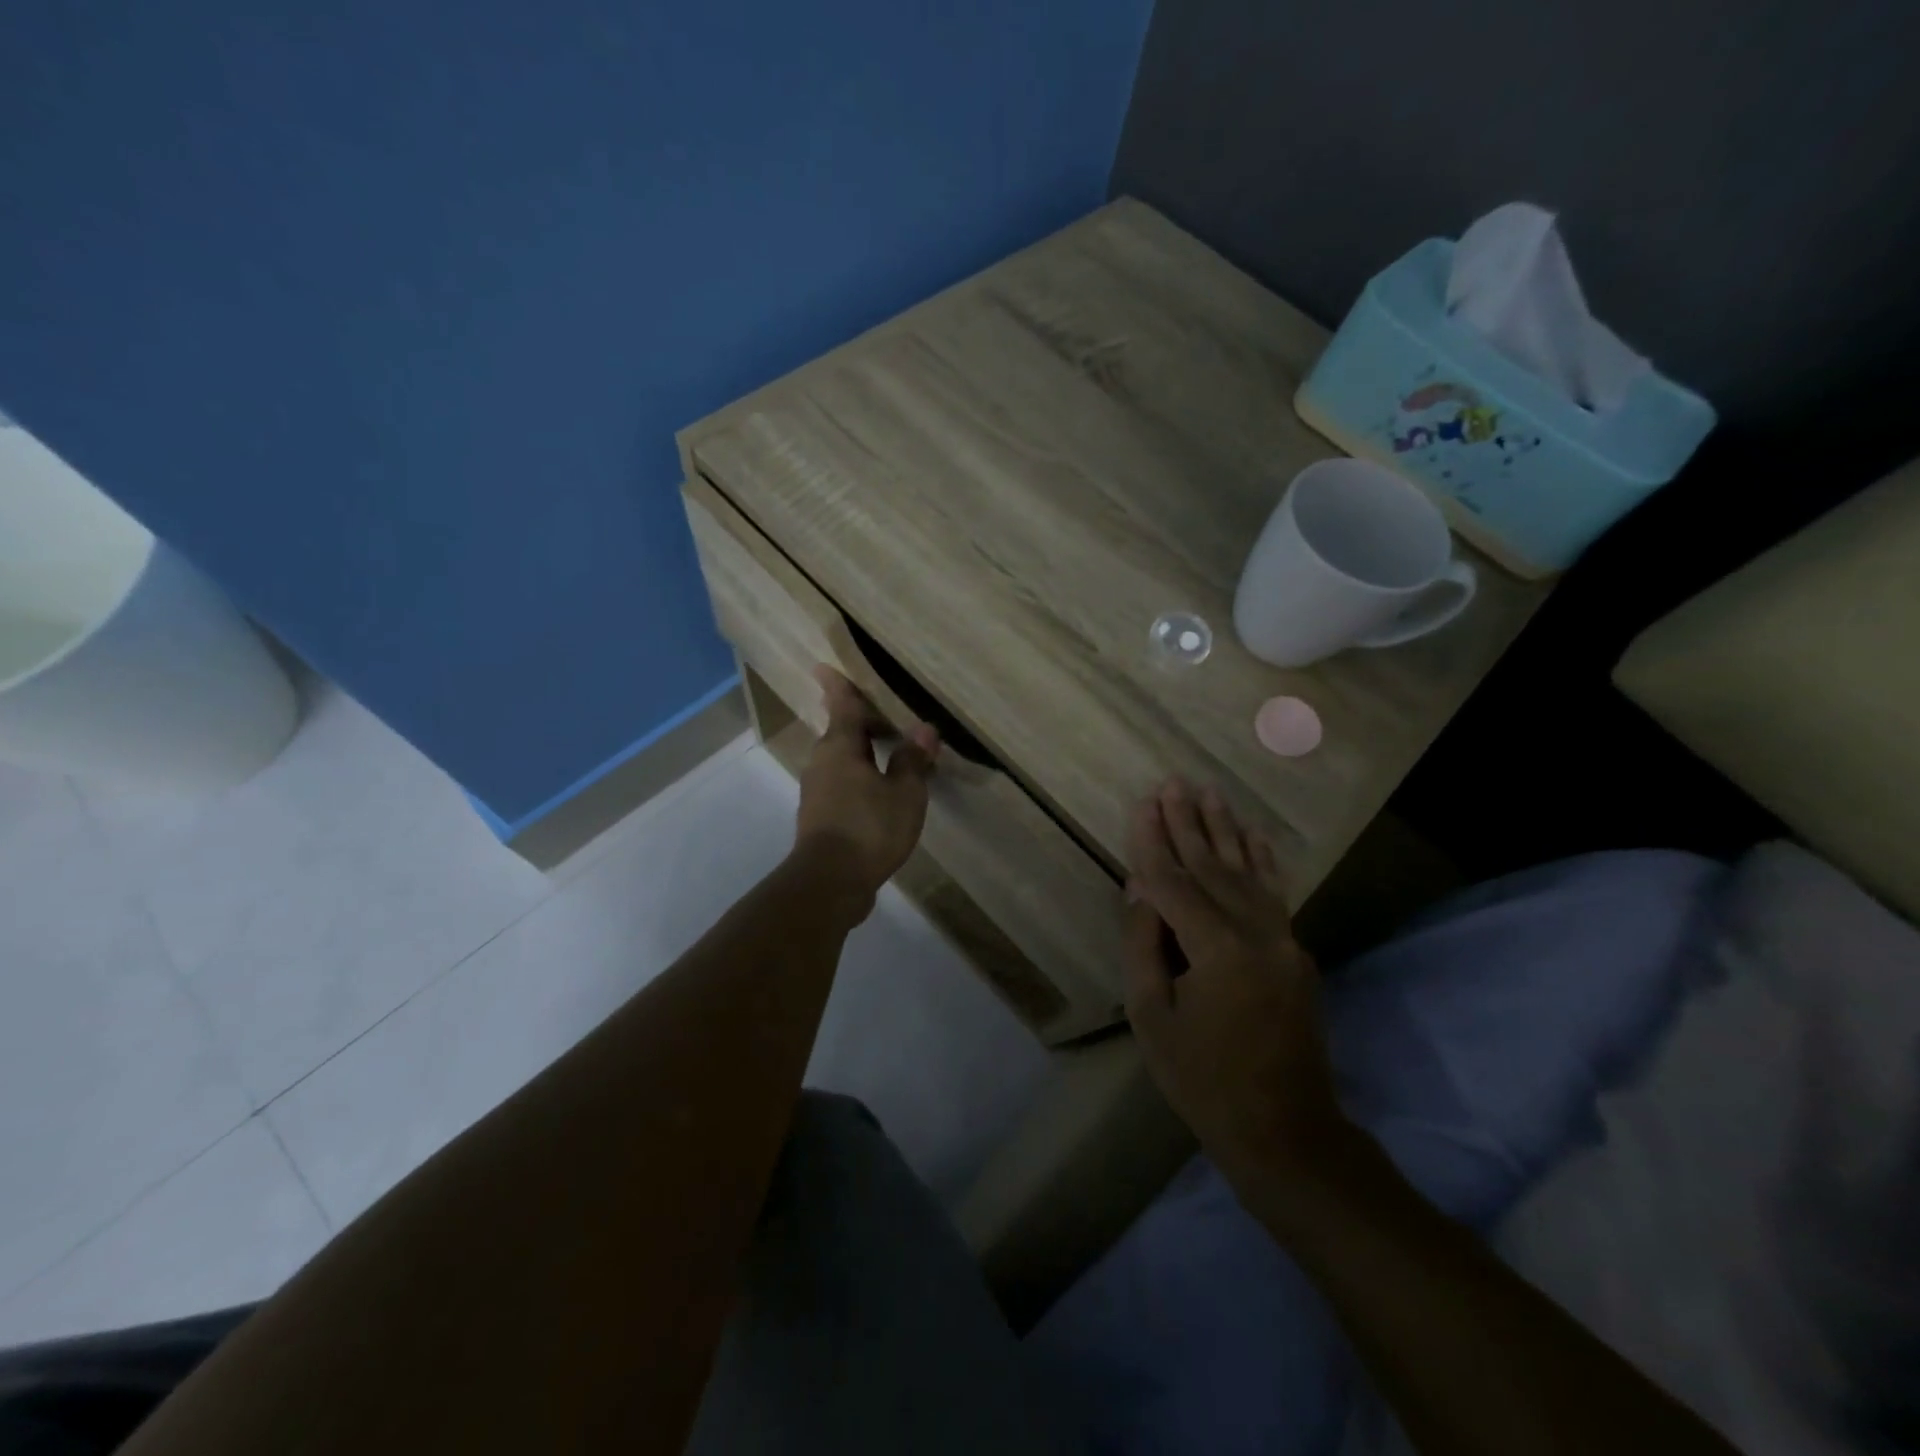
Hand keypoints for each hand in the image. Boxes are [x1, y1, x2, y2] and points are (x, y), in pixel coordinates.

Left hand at [794, 666, 938, 908]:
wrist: (829, 883)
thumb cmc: (868, 828)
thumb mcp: (904, 793)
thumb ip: (912, 760)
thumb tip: (923, 730)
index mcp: (840, 748)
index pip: (841, 707)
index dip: (838, 686)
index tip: (822, 666)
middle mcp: (822, 763)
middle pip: (839, 732)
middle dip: (856, 721)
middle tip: (880, 713)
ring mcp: (817, 791)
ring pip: (840, 759)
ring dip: (860, 751)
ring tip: (886, 750)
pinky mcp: (820, 816)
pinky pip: (841, 783)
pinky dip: (859, 776)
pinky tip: (878, 789)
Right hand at [1123, 778, 1348, 1182]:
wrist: (1286, 1132)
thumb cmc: (1204, 1080)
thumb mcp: (1152, 1018)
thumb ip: (1144, 945)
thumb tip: (1141, 889)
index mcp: (1217, 950)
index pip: (1175, 882)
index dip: (1153, 843)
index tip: (1142, 803)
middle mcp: (1257, 933)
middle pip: (1213, 867)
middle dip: (1189, 823)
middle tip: (1173, 782)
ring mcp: (1284, 941)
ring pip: (1247, 872)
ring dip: (1225, 830)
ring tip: (1210, 793)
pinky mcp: (1295, 953)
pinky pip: (1275, 895)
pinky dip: (1263, 861)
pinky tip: (1254, 835)